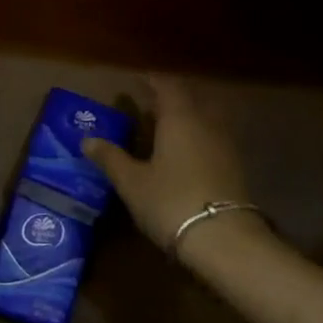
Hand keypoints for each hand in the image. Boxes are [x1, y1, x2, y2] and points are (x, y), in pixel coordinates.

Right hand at [85, 76, 262, 254]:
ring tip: (165, 131)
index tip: (139, 80)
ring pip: (205, 120)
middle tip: (150, 106)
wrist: (225, 241)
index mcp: (179, 118)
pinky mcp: (235, 170)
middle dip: (171, 100)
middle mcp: (206, 124)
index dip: (153, 81)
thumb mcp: (132, 182)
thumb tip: (87, 139)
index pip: (167, 86)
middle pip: (190, 101)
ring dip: (187, 120)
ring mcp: (225, 147)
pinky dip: (197, 140)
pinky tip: (184, 157)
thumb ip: (111, 158)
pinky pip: (213, 141)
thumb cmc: (170, 201)